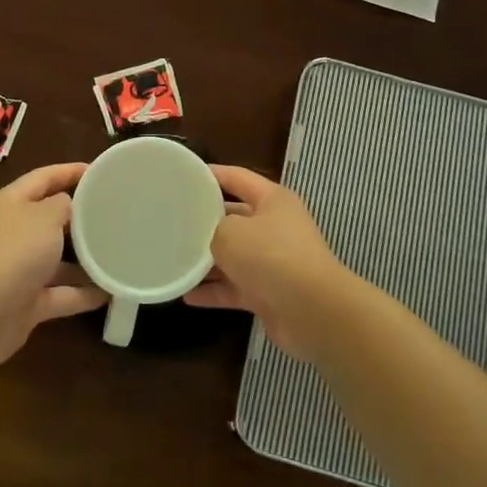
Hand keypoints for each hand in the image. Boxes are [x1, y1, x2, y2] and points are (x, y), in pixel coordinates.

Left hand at [0, 162, 106, 367]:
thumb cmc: (14, 251)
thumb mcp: (45, 216)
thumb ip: (63, 206)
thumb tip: (68, 207)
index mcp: (11, 203)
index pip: (43, 178)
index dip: (70, 171)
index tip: (99, 171)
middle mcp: (12, 233)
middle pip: (50, 219)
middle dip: (80, 217)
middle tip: (115, 214)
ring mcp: (18, 270)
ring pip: (56, 260)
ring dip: (84, 259)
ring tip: (118, 253)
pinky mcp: (26, 303)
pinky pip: (60, 294)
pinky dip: (82, 294)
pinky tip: (110, 292)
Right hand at [184, 166, 359, 360]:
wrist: (313, 312)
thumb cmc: (271, 256)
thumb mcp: (230, 232)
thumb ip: (212, 229)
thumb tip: (208, 238)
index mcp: (272, 200)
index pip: (237, 177)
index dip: (212, 174)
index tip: (184, 176)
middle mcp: (275, 227)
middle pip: (234, 218)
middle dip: (205, 222)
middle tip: (173, 222)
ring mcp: (273, 262)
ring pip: (233, 256)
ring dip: (207, 261)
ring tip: (174, 259)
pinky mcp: (269, 294)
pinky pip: (235, 288)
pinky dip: (214, 292)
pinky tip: (187, 295)